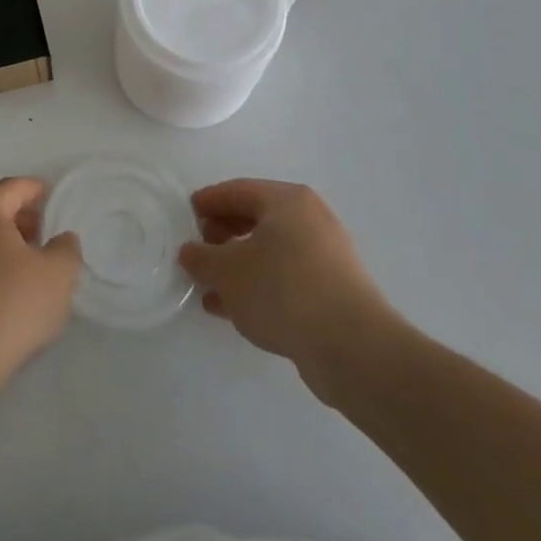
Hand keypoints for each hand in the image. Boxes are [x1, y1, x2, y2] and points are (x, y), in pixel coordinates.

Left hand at [0, 178, 81, 395]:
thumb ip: (66, 249)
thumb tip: (62, 238)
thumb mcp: (57, 275)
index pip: (13, 187)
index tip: (54, 201)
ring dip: (3, 241)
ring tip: (29, 262)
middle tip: (45, 231)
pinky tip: (6, 287)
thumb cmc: (10, 304)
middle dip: (19, 215)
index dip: (37, 190)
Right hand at [178, 179, 403, 407]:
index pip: (238, 191)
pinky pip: (286, 279)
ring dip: (238, 266)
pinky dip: (259, 287)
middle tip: (198, 250)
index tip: (186, 213)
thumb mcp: (227, 271)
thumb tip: (190, 252)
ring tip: (210, 287)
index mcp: (287, 200)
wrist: (353, 349)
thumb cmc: (283, 290)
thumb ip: (201, 258)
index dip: (209, 201)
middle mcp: (311, 220)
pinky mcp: (334, 292)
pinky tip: (234, 310)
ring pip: (270, 253)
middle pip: (256, 219)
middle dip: (223, 234)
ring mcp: (327, 257)